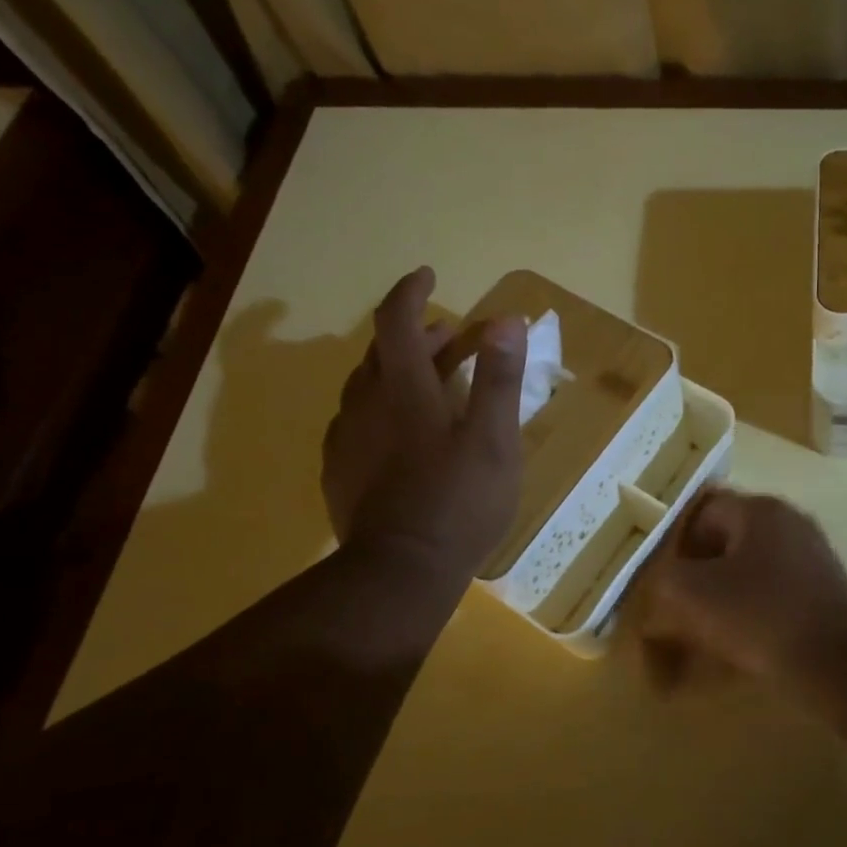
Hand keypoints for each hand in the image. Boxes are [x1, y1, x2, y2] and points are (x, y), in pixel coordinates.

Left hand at [322, 267, 526, 583]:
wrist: (400, 572)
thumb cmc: (459, 503)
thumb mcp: (495, 441)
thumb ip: (501, 379)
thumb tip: (508, 320)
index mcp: (404, 390)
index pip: (397, 320)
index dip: (411, 291)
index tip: (428, 275)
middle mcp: (364, 405)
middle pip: (380, 352)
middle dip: (412, 333)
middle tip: (446, 333)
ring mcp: (345, 441)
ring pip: (364, 388)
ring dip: (395, 371)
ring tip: (427, 380)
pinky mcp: (338, 473)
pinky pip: (355, 423)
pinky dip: (379, 408)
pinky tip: (396, 433)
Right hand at [634, 489, 846, 682]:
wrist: (834, 661)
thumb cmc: (758, 615)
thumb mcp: (690, 593)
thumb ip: (664, 578)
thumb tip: (662, 582)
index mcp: (759, 509)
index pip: (702, 510)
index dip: (677, 542)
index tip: (664, 577)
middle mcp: (790, 520)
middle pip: (728, 538)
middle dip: (701, 569)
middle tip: (682, 602)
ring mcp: (813, 553)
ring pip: (752, 565)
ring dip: (727, 590)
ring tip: (710, 625)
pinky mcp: (826, 588)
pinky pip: (777, 589)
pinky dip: (756, 607)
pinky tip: (746, 636)